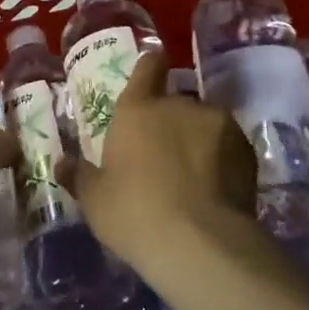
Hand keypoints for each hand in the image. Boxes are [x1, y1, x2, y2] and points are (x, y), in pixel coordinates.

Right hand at [70, 51, 260, 280]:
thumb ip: (80, 176)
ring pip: (204, 124)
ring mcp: (217, 124)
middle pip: (175, 102)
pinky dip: (222, 160)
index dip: (150, 66)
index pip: (147, 68)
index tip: (154, 68)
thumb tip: (62, 163)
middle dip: (171, 122)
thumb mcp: (95, 200)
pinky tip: (215, 189)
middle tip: (164, 155)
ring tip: (195, 176)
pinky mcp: (246, 149)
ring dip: (198, 140)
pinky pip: (229, 147)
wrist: (200, 243)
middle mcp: (178, 106)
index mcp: (137, 109)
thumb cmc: (134, 214)